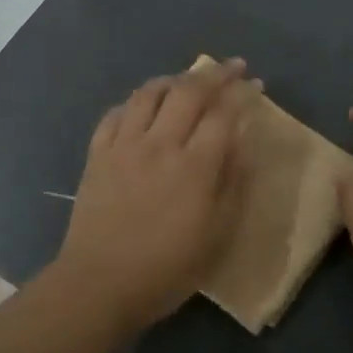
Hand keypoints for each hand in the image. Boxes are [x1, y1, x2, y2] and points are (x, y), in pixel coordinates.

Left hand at [55, 58, 261, 331]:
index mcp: (194, 166)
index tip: (255, 83)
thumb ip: (233, 184)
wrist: (99, 284)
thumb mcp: (217, 235)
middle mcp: (159, 144)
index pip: (223, 114)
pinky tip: (143, 106)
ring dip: (173, 79)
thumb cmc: (167, 268)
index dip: (242, 93)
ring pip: (149, 93)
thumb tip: (243, 144)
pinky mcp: (97, 155)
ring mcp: (124, 146)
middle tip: (232, 67)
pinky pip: (115, 114)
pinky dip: (134, 102)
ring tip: (187, 80)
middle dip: (214, 74)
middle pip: (188, 92)